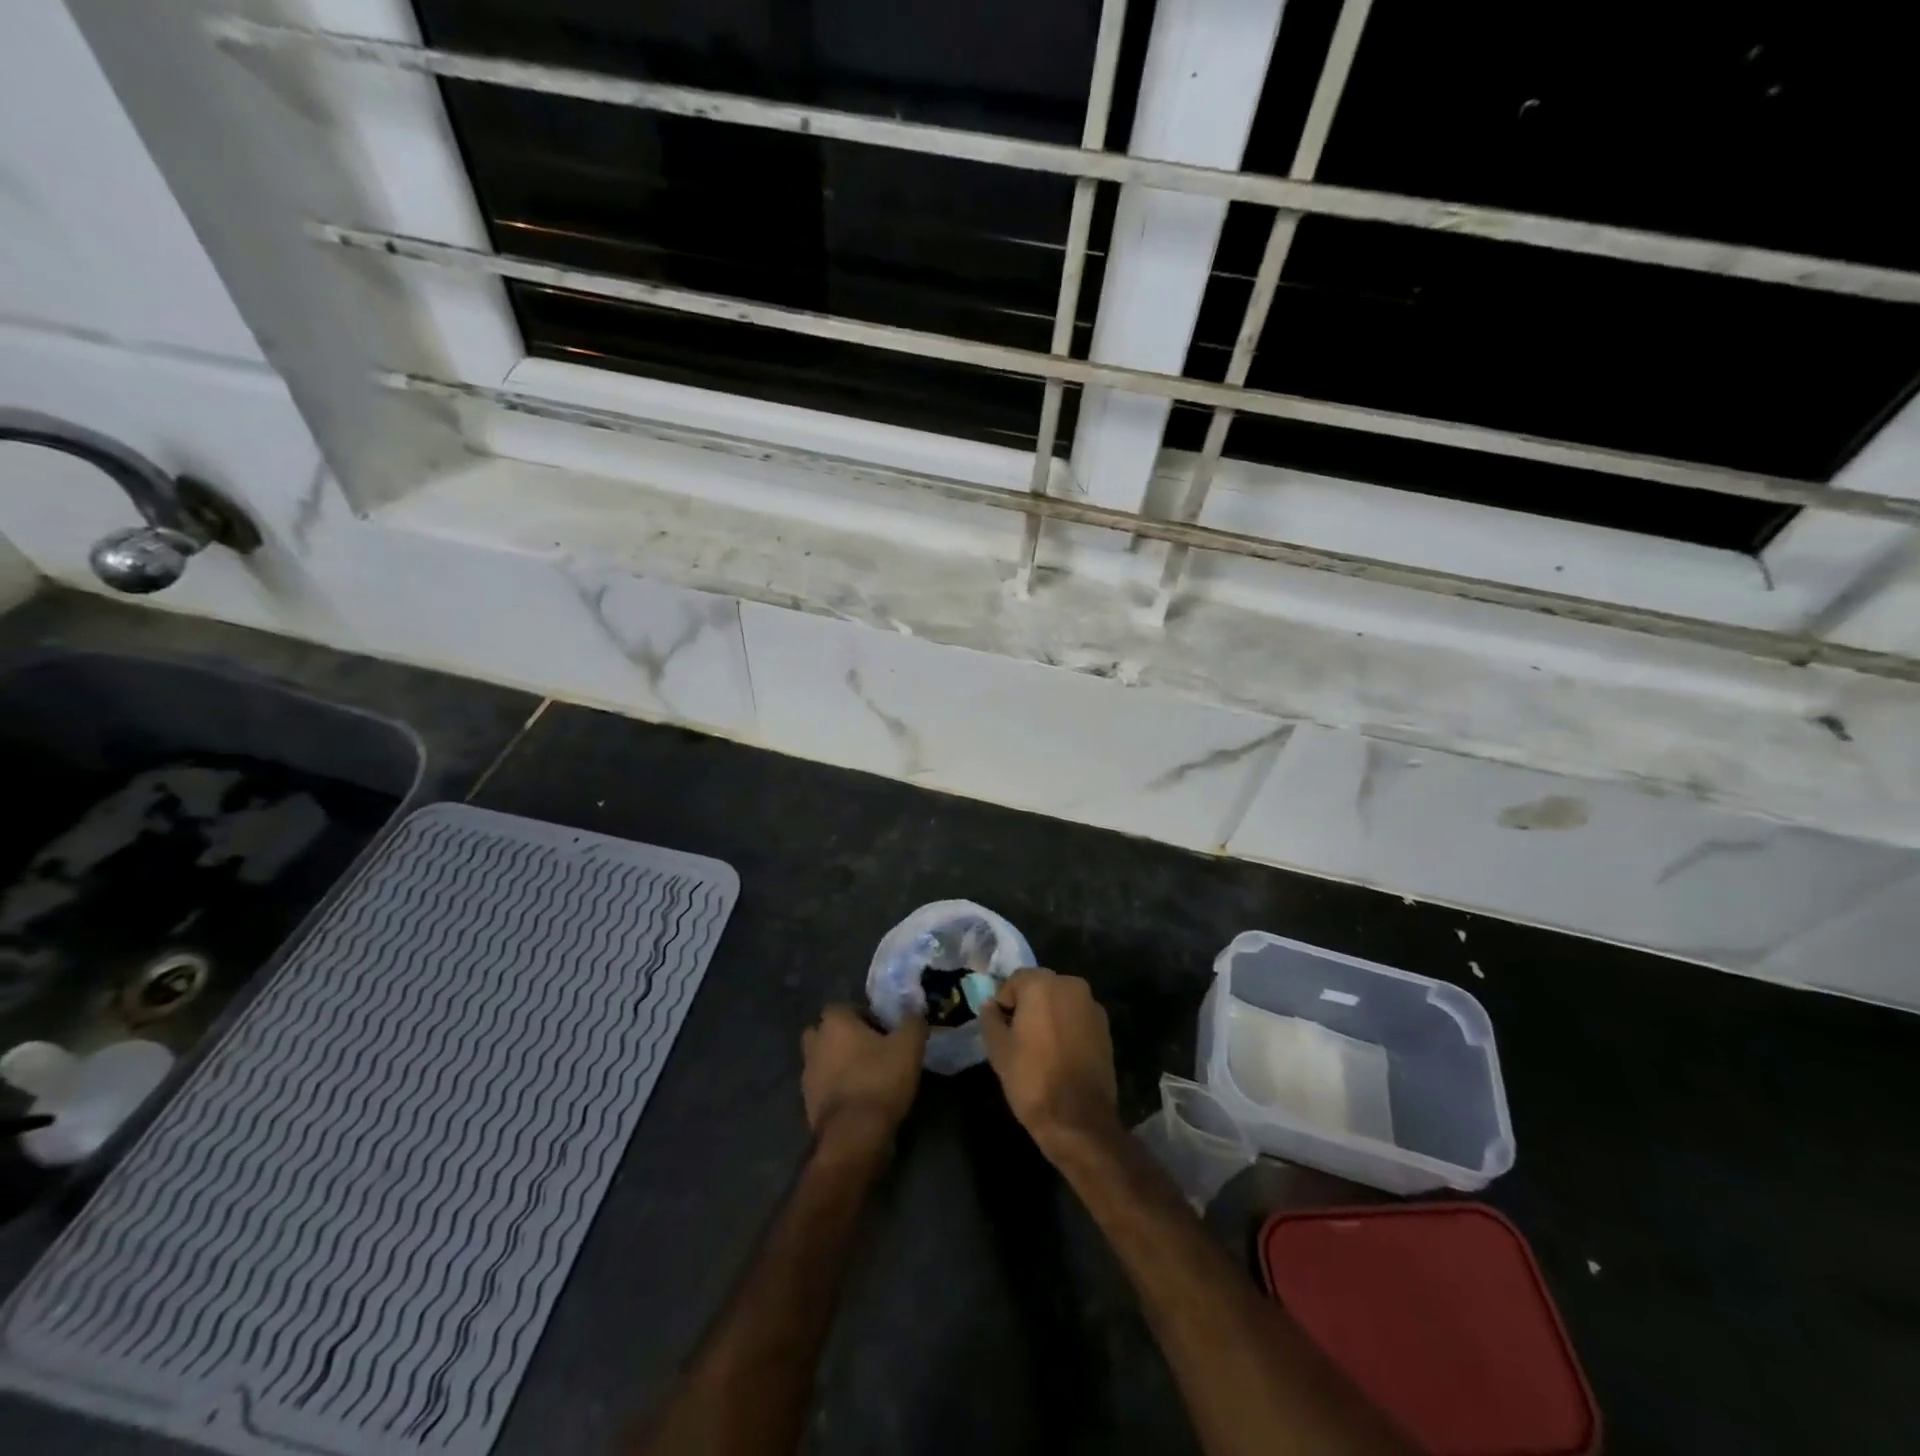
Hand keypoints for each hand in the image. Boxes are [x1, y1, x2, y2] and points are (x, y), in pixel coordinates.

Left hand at [801, 1006, 927, 1148]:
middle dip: (844, 1038)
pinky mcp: (807, 1104)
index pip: (843, 1008)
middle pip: (826, 1033)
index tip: (882, 1031)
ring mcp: (807, 1075)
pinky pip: (823, 1087)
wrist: (854, 1135)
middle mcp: (814, 1044)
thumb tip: (915, 1010)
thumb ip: (913, 1022)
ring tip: (866, 1076)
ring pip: (822, 1060)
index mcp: (834, 1023)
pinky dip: (836, 1089)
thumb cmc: (879, 1080)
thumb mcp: (909, 1047)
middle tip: (870, 1050)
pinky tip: (858, 1099)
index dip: (863, 1016)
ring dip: (838, 1064)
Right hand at [977, 969, 1119, 1150]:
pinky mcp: (1106, 1028)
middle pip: (1041, 987)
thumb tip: (990, 1005)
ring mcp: (1092, 1006)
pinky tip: (1061, 1054)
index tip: (1001, 1028)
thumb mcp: (998, 1050)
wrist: (1078, 1119)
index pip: (1015, 980)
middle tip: (1018, 1036)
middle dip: (1028, 1005)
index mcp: (1042, 984)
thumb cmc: (1032, 1079)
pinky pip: (1078, 1018)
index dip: (1004, 1002)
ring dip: (1049, 1015)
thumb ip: (990, 1019)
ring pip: (1061, 1002)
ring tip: (1040, 1047)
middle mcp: (1070, 985)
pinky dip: (1067, 1027)